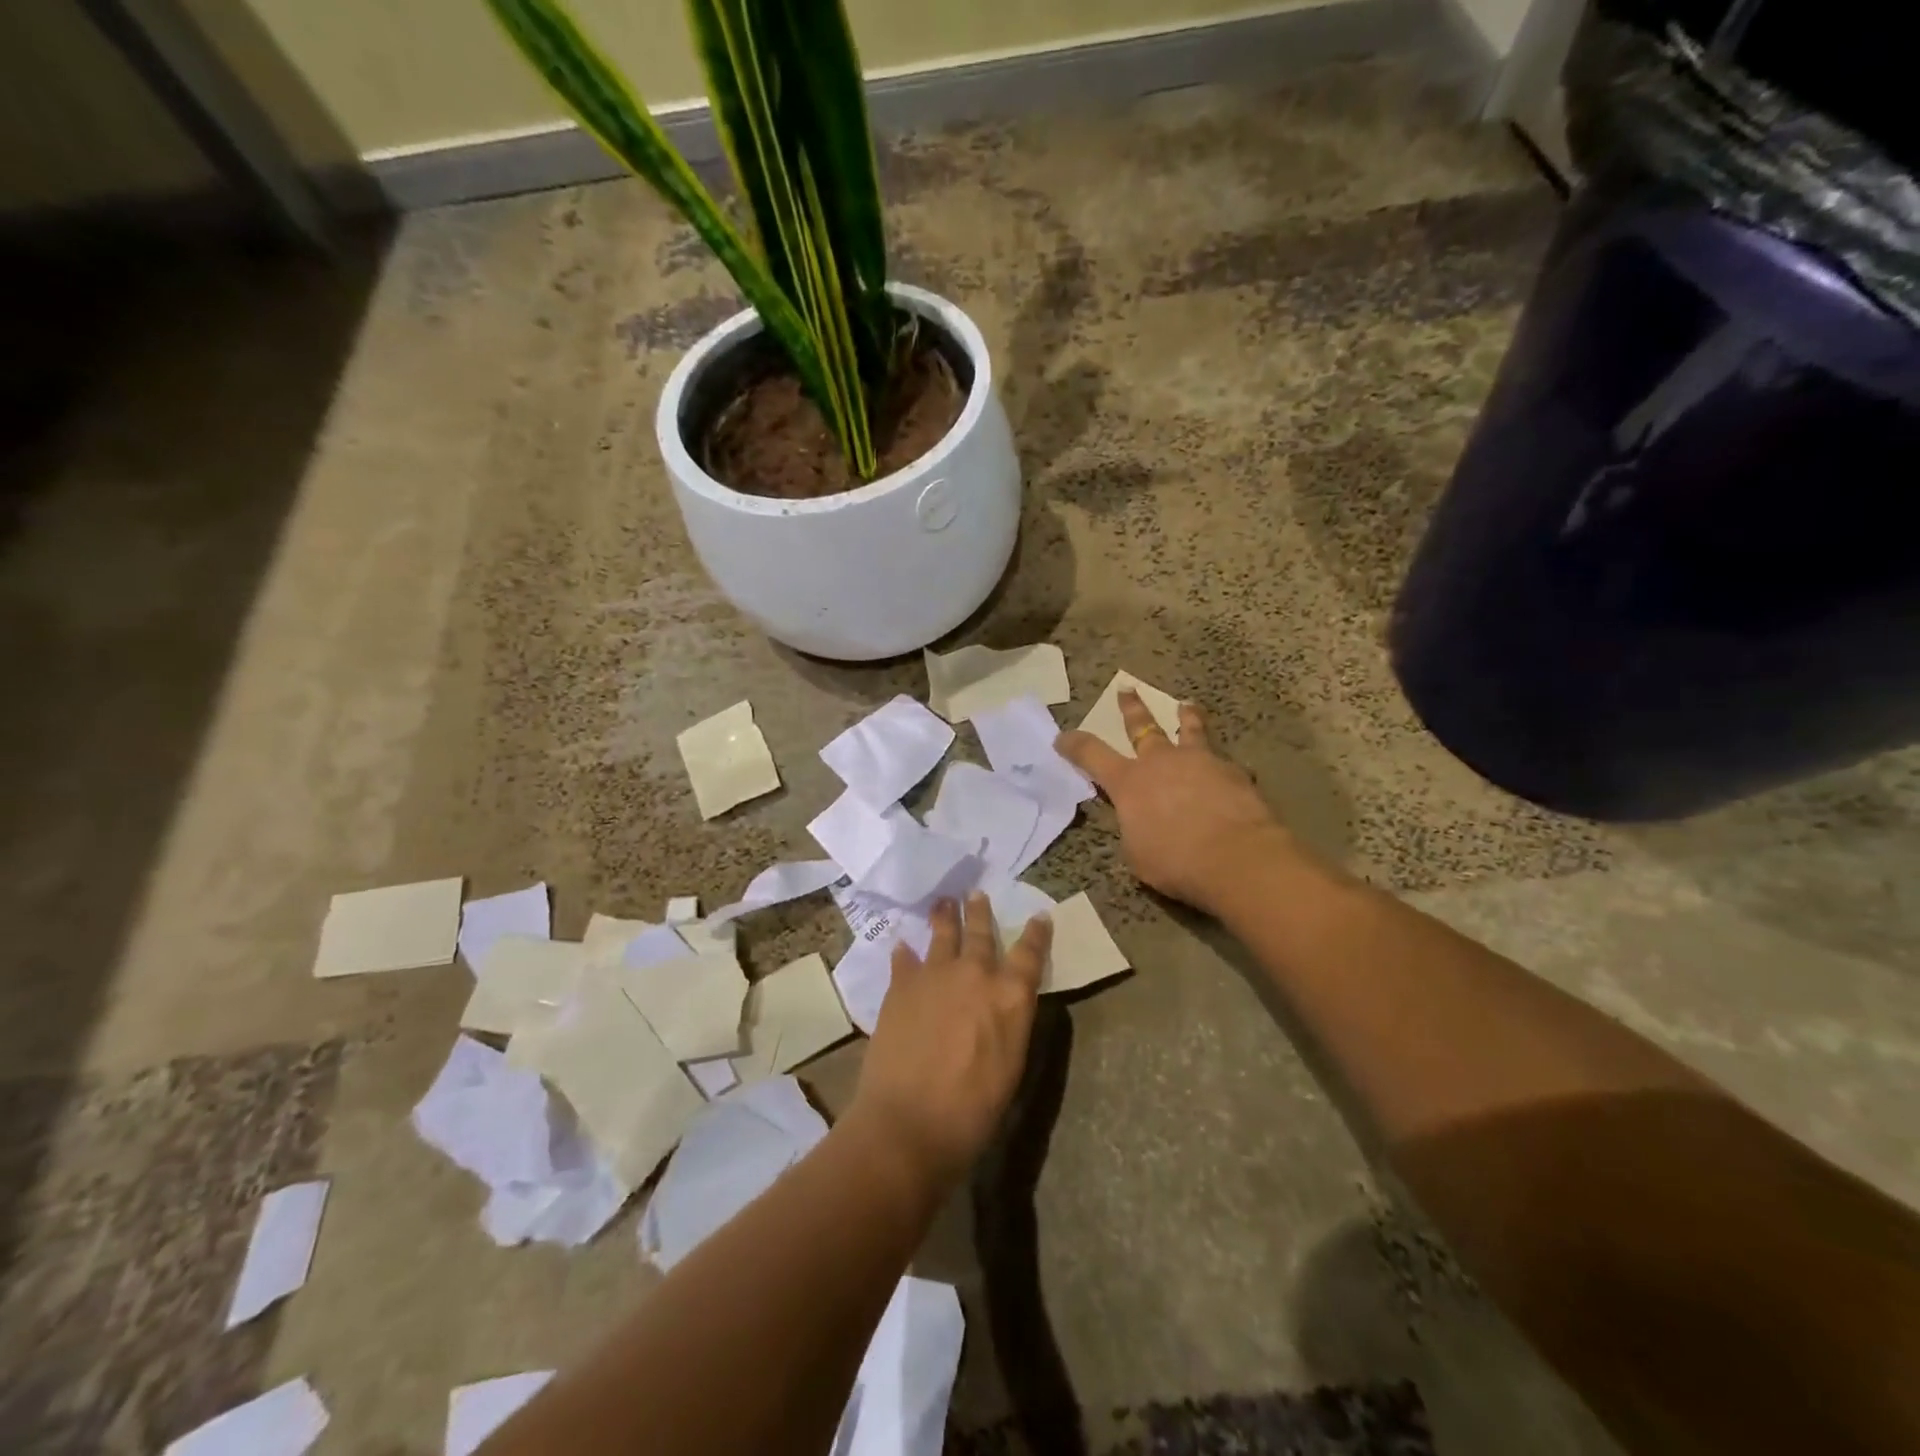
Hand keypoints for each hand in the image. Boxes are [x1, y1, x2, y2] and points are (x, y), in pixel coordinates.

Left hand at [849, 893, 1051, 1190]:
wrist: (910, 1120)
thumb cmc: (972, 1110)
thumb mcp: (1010, 1066)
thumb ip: (1008, 1024)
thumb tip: (1004, 1004)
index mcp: (1010, 996)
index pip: (1030, 955)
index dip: (1037, 934)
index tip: (1040, 916)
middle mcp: (975, 974)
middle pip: (982, 933)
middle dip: (981, 912)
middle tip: (977, 893)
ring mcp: (934, 975)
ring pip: (943, 935)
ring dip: (945, 916)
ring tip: (944, 901)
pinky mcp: (901, 986)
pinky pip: (904, 960)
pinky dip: (905, 952)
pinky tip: (902, 946)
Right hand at [1057, 691, 1287, 915]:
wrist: (1236, 856)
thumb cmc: (1175, 861)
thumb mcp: (1137, 853)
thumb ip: (1134, 829)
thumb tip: (1141, 822)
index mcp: (1129, 782)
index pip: (1091, 755)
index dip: (1074, 745)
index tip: (1062, 737)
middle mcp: (1161, 762)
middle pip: (1142, 727)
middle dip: (1132, 709)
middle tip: (1127, 690)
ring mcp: (1200, 761)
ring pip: (1190, 731)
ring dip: (1187, 717)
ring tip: (1187, 705)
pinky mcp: (1233, 771)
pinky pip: (1223, 763)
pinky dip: (1221, 765)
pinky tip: (1229, 773)